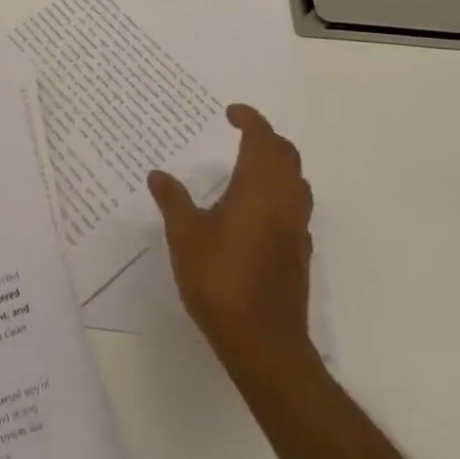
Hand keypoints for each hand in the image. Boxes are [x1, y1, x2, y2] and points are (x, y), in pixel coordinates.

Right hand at [148, 104, 315, 384]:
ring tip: (249, 168)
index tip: (230, 114)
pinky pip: (296, 208)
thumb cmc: (222, 280)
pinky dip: (281, 195)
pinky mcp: (301, 253)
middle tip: (241, 135)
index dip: (248, 118)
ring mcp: (297, 227)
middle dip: (266, 138)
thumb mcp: (185, 235)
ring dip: (277, 165)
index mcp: (258, 184)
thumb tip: (158, 174)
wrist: (265, 344)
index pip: (261, 136)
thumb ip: (173, 200)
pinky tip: (258, 212)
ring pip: (296, 180)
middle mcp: (284, 198)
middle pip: (285, 154)